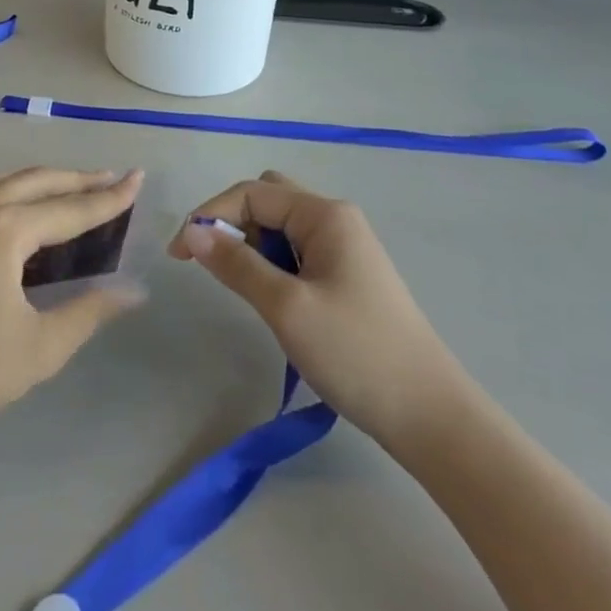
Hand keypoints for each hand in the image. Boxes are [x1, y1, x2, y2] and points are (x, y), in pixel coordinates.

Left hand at [0, 167, 143, 460]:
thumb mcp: (40, 347)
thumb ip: (90, 310)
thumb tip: (135, 290)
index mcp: (5, 228)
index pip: (71, 208)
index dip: (109, 197)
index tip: (137, 178)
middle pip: (35, 181)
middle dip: (76, 179)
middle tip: (109, 178)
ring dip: (28, 180)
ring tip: (53, 191)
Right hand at [171, 171, 470, 465]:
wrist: (432, 417)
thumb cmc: (356, 353)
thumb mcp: (287, 308)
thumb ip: (236, 264)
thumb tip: (192, 232)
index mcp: (324, 214)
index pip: (251, 193)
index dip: (210, 216)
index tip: (179, 255)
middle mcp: (336, 219)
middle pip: (268, 199)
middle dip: (233, 223)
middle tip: (215, 265)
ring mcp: (346, 247)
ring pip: (282, 227)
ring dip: (253, 246)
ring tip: (244, 288)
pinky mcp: (349, 276)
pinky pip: (298, 251)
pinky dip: (274, 264)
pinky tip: (272, 298)